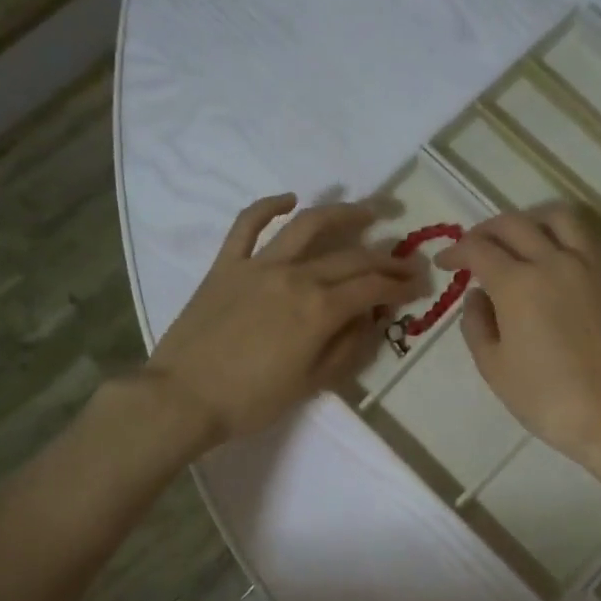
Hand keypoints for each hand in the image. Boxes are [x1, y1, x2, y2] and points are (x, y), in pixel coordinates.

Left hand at [146, 195, 421, 445]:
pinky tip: (291, 199)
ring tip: (368, 212)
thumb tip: (371, 319)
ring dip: (343, 214)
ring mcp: (259, 265)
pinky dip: (270, 206)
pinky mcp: (227, 264)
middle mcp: (295, 277)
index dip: (401, 285)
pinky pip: (248, 224)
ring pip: (308, 225)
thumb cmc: (251, 401)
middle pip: (351, 257)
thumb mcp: (311, 384)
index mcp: (319, 310)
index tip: (418, 285)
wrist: (182, 399)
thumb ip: (347, 347)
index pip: (372, 288)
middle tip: (406, 260)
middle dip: (386, 258)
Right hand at [438, 204, 600, 462]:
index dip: (455, 251)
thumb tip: (477, 295)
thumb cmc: (545, 397)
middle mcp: (552, 261)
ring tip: (517, 241)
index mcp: (517, 283)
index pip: (478, 249)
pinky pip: (584, 236)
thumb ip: (476, 323)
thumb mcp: (493, 366)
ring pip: (556, 217)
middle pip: (513, 224)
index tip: (445, 263)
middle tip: (473, 250)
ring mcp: (587, 264)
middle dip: (485, 231)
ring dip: (528, 221)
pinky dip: (561, 234)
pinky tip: (552, 256)